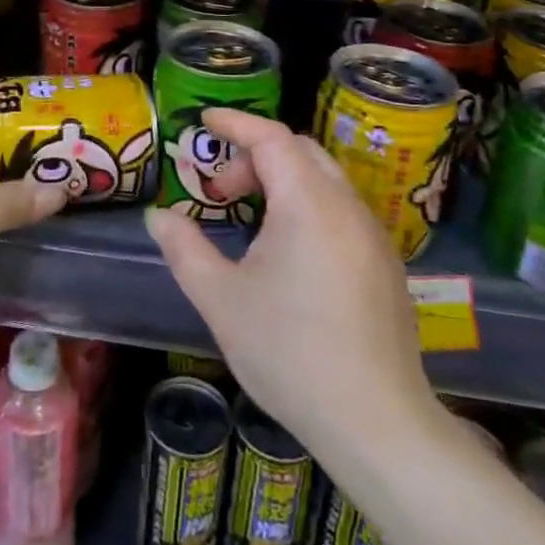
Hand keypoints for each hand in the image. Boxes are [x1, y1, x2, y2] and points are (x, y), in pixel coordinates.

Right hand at [146, 109, 437, 454]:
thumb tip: (158, 216)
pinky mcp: (385, 262)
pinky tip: (289, 251)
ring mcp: (373, 234)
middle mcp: (346, 206)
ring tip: (250, 221)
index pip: (271, 137)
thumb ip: (185, 249)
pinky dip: (307, 204)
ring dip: (282, 180)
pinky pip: (341, 208)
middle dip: (254, 156)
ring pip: (323, 178)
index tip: (204, 121)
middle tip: (220, 192)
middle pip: (299, 151)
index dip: (235, 123)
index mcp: (308, 203)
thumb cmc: (290, 353)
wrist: (376, 423)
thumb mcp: (221, 300)